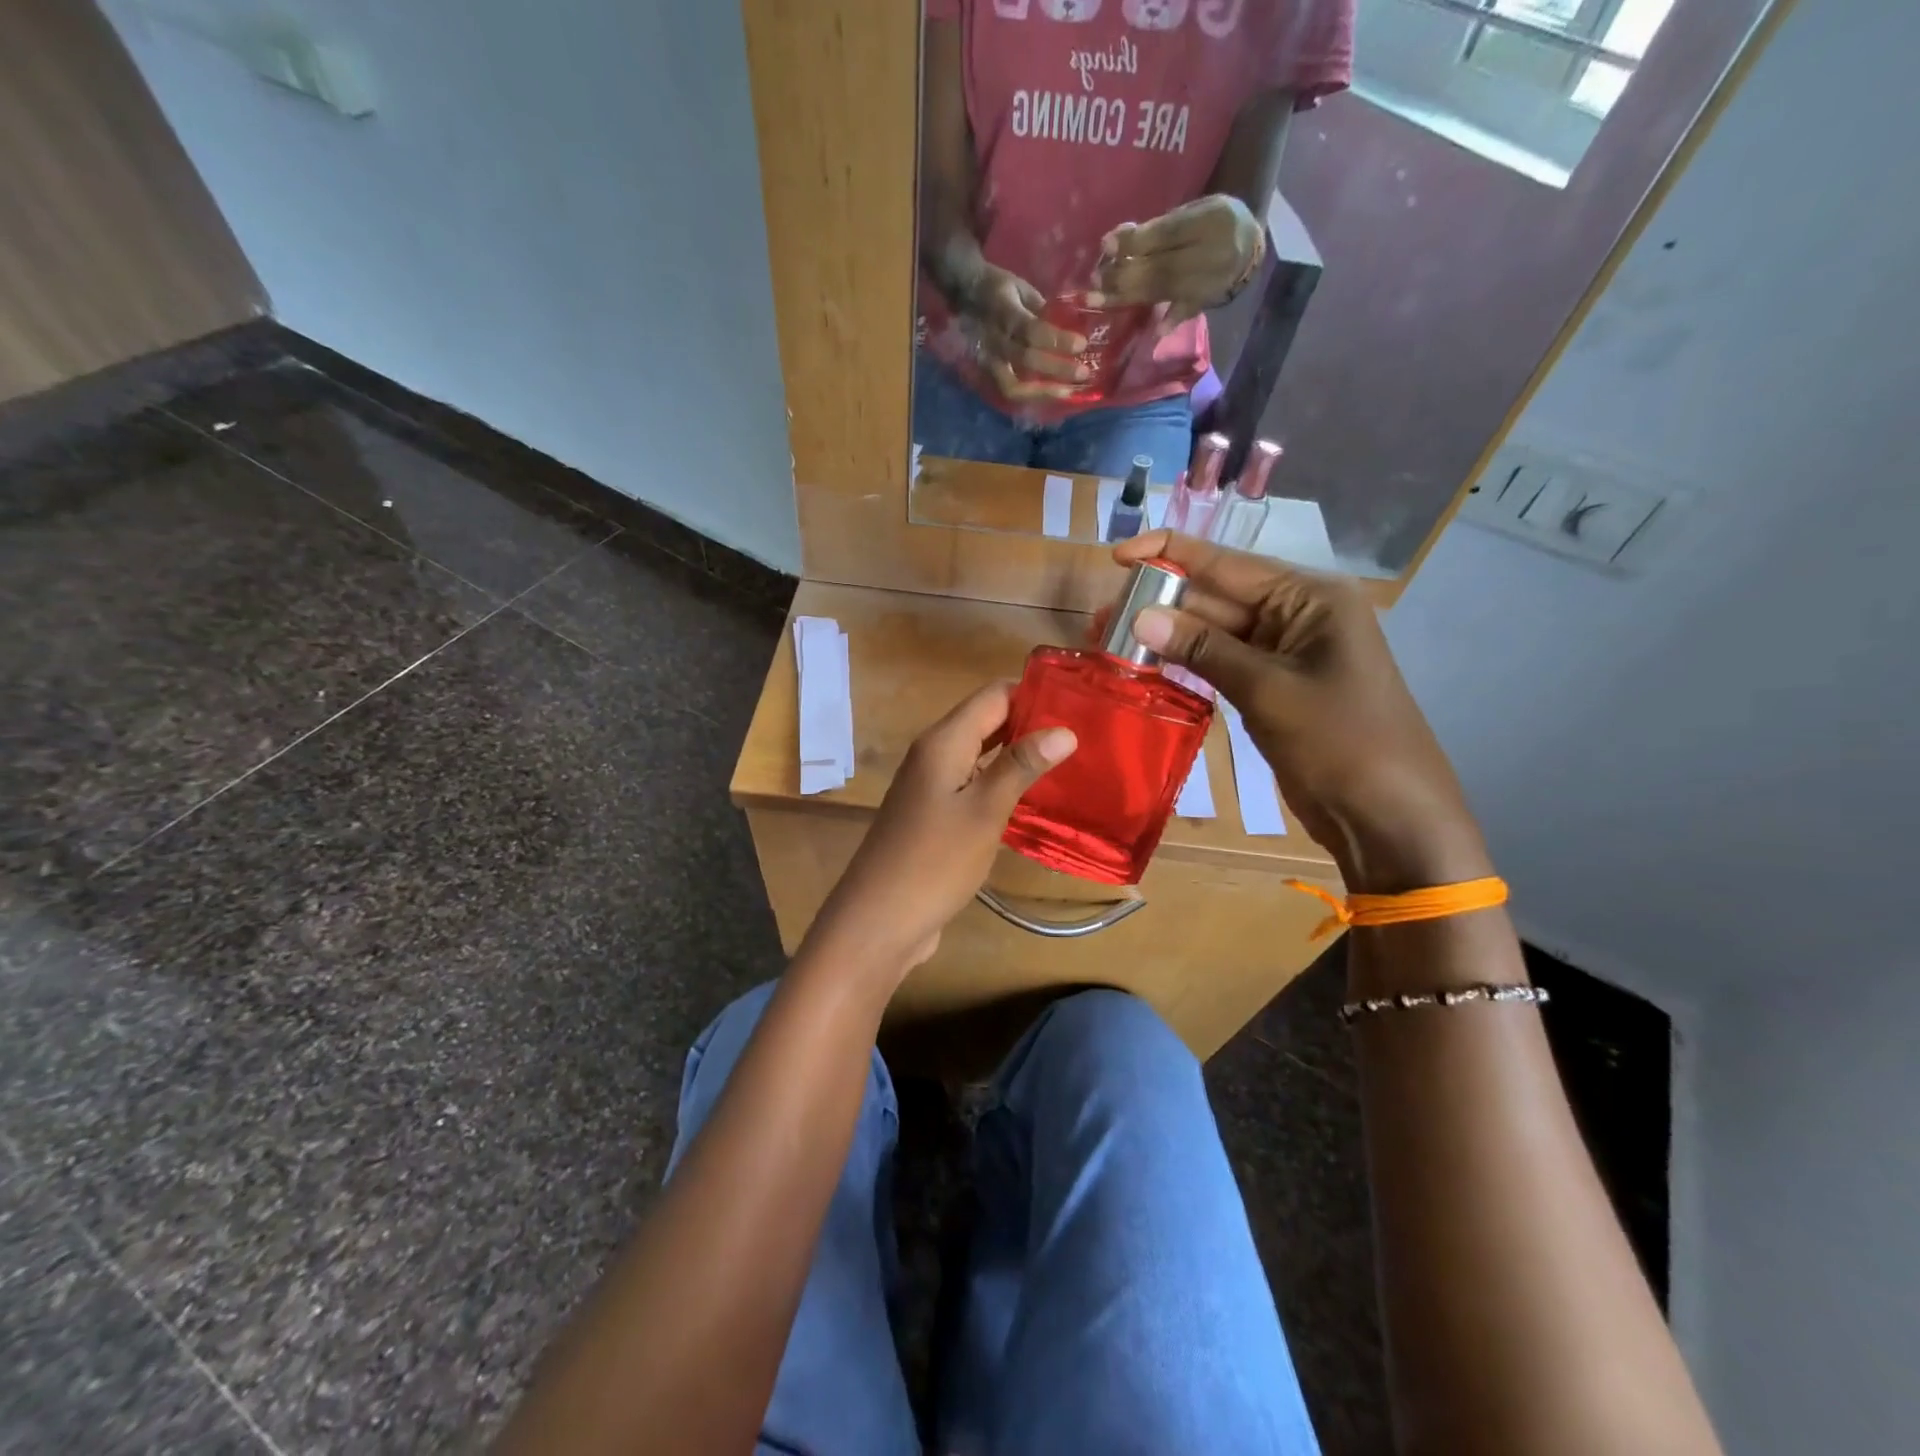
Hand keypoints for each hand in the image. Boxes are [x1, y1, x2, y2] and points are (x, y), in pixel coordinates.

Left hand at [802, 682, 1075, 976]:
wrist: (879, 920)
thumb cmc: (934, 861)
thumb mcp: (984, 811)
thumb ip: (1021, 766)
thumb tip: (1064, 729)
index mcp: (944, 741)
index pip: (995, 694)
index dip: (1035, 693)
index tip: (1081, 703)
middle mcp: (935, 753)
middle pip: (988, 720)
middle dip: (1032, 723)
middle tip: (1086, 735)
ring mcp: (932, 785)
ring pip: (982, 754)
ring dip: (1020, 755)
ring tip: (1073, 762)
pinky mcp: (935, 814)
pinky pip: (974, 783)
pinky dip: (1003, 784)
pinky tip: (1036, 799)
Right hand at [956, 262, 1089, 402]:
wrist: (963, 294)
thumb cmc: (999, 288)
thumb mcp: (1022, 288)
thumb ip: (1046, 308)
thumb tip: (1079, 318)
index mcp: (1003, 311)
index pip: (1031, 330)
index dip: (1057, 340)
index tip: (1082, 344)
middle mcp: (994, 340)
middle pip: (1026, 361)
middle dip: (1057, 369)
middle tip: (1083, 373)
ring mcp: (987, 361)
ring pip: (1013, 386)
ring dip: (1042, 392)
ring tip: (1067, 392)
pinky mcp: (986, 374)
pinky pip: (1010, 391)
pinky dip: (1031, 396)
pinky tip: (1051, 393)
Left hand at [1089, 194, 1262, 325]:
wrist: (1252, 248)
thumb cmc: (1213, 224)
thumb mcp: (1193, 211)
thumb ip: (1158, 228)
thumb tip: (1115, 242)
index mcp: (1211, 220)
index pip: (1167, 233)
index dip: (1135, 241)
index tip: (1105, 245)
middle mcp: (1213, 251)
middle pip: (1162, 265)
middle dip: (1125, 273)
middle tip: (1095, 280)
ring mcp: (1213, 279)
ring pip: (1166, 289)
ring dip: (1130, 296)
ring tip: (1100, 299)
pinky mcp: (1209, 300)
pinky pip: (1187, 311)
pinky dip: (1172, 319)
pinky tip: (1155, 331)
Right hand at [1104, 532, 1492, 892]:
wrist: (1388, 816)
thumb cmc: (1341, 743)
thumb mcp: (1268, 690)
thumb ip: (1203, 649)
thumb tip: (1139, 617)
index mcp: (1309, 597)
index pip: (1227, 563)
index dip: (1169, 555)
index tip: (1117, 557)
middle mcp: (1297, 614)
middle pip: (1216, 596)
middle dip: (1159, 603)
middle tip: (1099, 619)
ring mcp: (1285, 652)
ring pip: (1214, 632)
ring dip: (1167, 635)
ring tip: (1109, 641)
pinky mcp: (1273, 686)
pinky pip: (1222, 663)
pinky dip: (1187, 663)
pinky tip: (1146, 666)